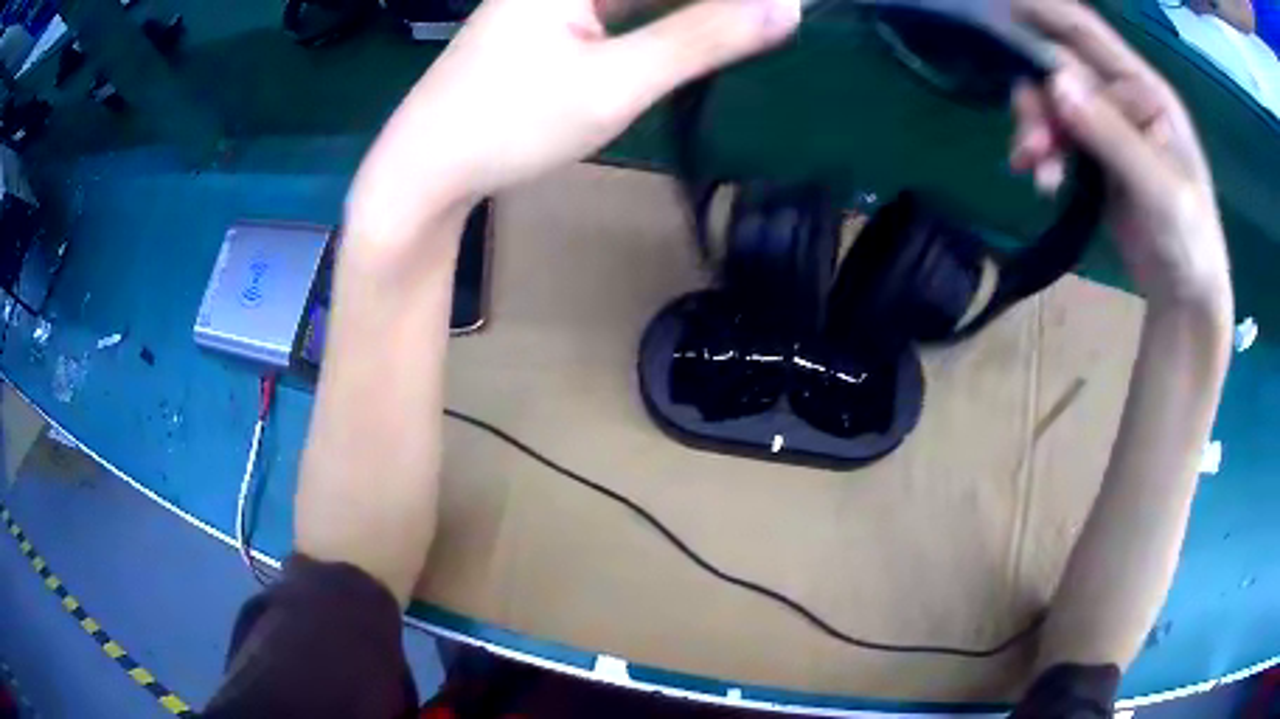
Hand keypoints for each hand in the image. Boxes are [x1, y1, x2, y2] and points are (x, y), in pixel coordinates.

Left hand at [348, 0, 799, 246]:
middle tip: (770, 16)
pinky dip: (663, 11)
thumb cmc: (509, 123)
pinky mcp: (552, 17)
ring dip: (693, 6)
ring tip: (747, 19)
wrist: (427, 168)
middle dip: (717, 1)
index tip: (779, 9)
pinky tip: (697, 23)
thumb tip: (786, 9)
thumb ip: (702, 39)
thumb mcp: (614, 82)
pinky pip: (623, 2)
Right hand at [1009, 0, 1230, 311]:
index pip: (1085, 31)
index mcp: (1146, 91)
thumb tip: (1055, 82)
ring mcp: (1109, 126)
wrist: (1186, 296)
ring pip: (1054, 104)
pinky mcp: (1097, 155)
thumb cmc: (1189, 242)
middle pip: (1061, 69)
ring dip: (1036, 130)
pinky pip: (1058, 138)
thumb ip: (1112, 135)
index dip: (1041, 11)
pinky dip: (1044, 156)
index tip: (994, 8)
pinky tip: (1044, 183)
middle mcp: (1124, 97)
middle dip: (1037, 98)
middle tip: (1030, 144)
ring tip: (1034, 170)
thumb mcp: (1159, 191)